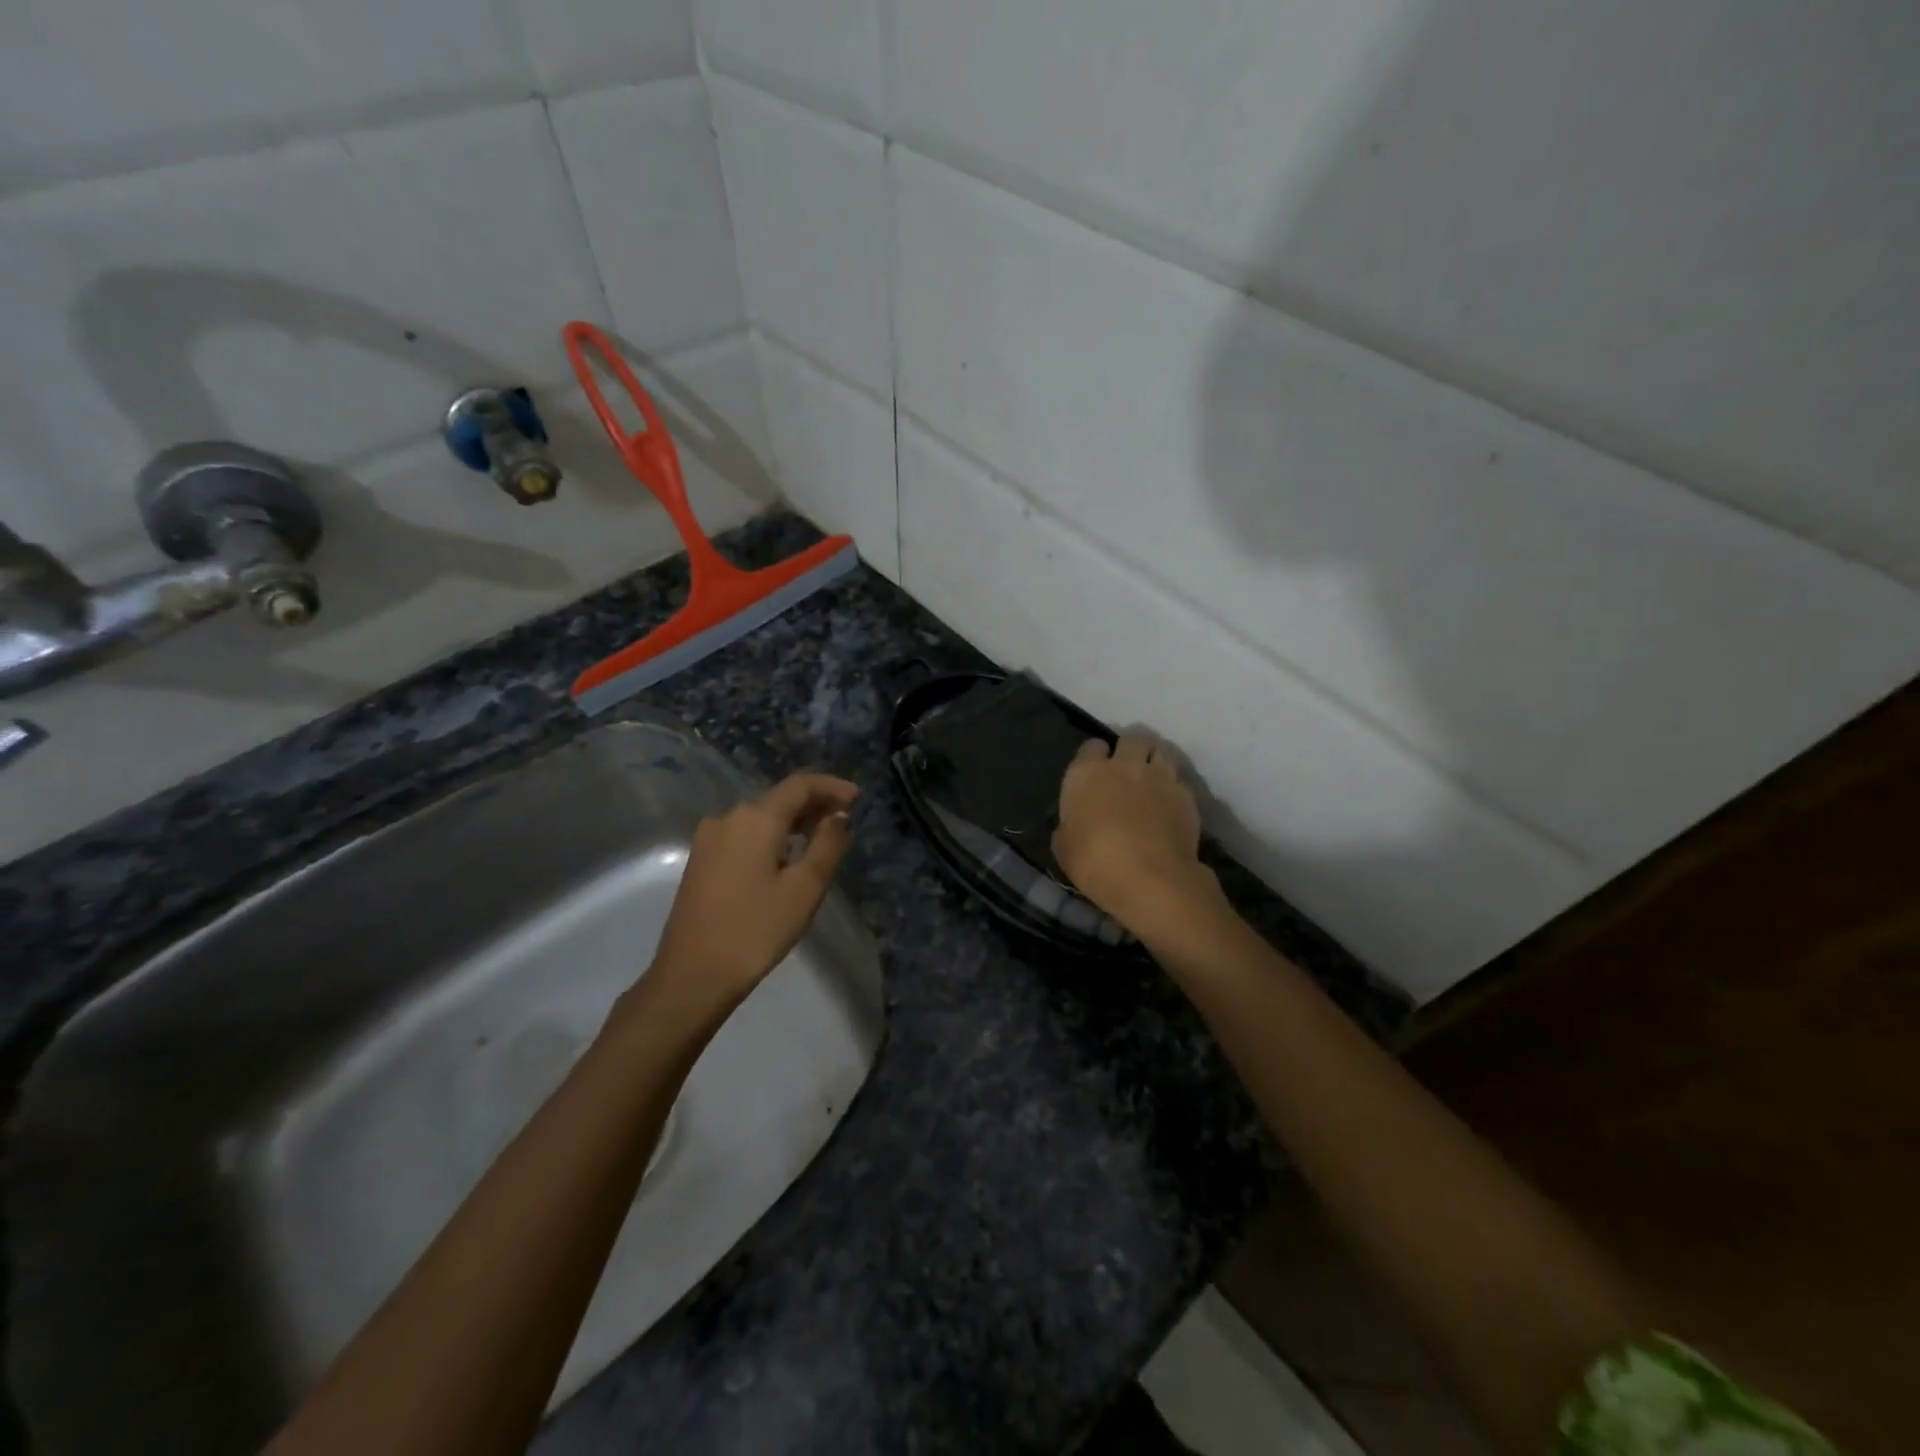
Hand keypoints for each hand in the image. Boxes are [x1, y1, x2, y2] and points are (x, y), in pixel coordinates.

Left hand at [648, 772, 858, 1013]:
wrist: (692, 976)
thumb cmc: (755, 930)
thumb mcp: (804, 889)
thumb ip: (827, 845)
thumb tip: (838, 817)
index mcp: (755, 818)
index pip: (799, 785)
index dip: (831, 786)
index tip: (857, 798)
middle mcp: (728, 818)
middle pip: (778, 798)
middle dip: (814, 804)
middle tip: (845, 820)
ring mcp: (709, 839)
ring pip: (760, 817)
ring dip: (793, 821)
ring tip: (821, 838)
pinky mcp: (701, 860)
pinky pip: (744, 834)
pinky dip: (771, 836)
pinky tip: (786, 857)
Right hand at [1053, 735, 1217, 936]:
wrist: (1151, 879)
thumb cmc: (1095, 864)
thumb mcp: (1064, 848)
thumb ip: (1069, 826)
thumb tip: (1074, 824)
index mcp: (1086, 774)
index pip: (1091, 746)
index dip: (1094, 757)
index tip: (1095, 772)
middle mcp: (1124, 765)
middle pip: (1131, 739)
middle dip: (1129, 749)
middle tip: (1127, 770)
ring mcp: (1159, 777)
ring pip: (1160, 750)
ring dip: (1154, 760)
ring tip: (1152, 779)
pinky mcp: (1186, 794)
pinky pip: (1179, 779)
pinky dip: (1173, 786)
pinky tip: (1170, 804)